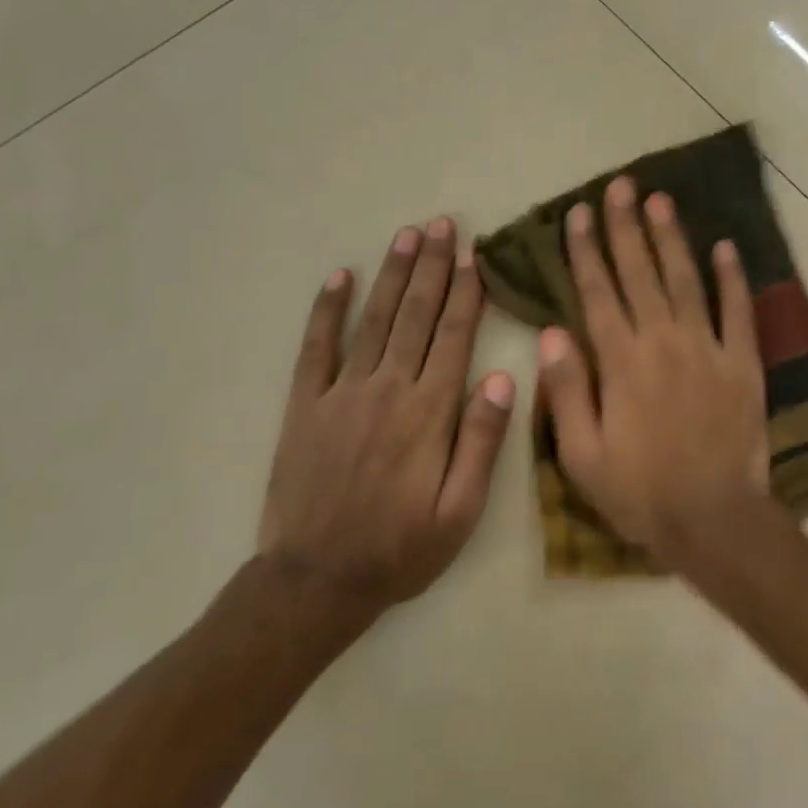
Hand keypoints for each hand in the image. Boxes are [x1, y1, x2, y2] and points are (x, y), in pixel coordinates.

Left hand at [259, 218, 515, 612]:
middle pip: (416, 315)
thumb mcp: (461, 512)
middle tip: (443, 225)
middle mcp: (388, 389)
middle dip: (433, 267)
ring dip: (393, 274)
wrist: (316, 581)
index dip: (467, 293)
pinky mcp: (305, 405)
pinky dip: (327, 310)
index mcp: (430, 412)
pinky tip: (339, 277)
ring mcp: (341, 393)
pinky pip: (316, 347)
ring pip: (374, 319)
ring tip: (407, 236)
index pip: (454, 337)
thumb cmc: (401, 549)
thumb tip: (501, 377)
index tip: (475, 256)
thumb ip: (482, 443)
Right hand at [538, 176, 771, 570]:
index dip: (585, 251)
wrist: (714, 519)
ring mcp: (708, 348)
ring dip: (672, 238)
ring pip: (686, 280)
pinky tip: (726, 247)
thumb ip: (566, 390)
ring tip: (660, 200)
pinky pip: (739, 311)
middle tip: (619, 186)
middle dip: (625, 227)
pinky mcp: (743, 362)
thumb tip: (551, 332)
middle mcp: (663, 341)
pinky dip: (733, 277)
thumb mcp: (582, 454)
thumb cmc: (640, 492)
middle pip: (640, 273)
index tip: (577, 213)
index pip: (597, 293)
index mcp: (621, 362)